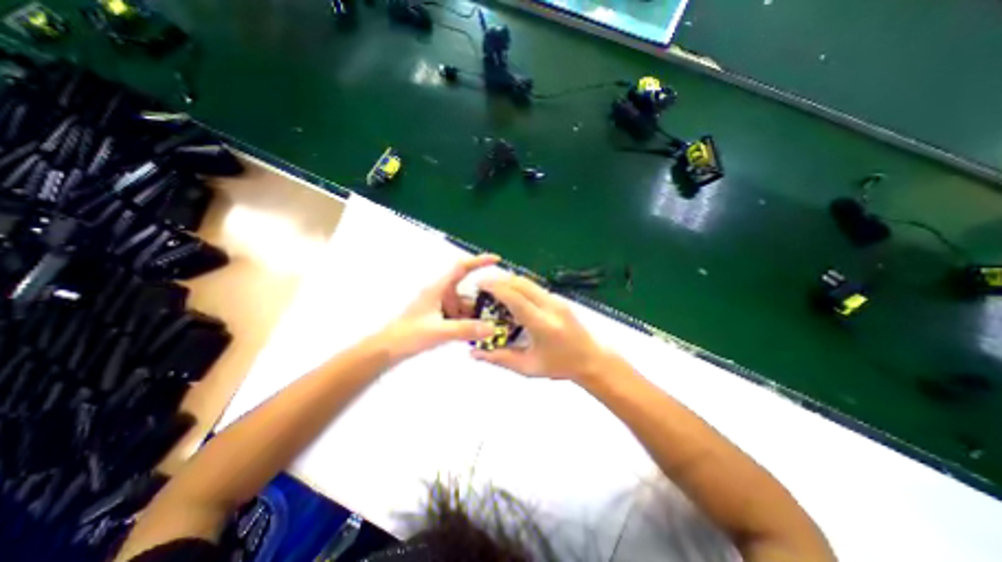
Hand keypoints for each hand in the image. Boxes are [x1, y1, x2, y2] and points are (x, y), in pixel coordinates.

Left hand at [376, 253, 500, 361]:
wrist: (388, 350)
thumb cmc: (408, 335)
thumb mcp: (437, 331)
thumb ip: (464, 329)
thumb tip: (492, 328)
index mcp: (439, 289)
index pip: (461, 268)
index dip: (479, 261)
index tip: (497, 259)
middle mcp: (443, 295)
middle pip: (469, 290)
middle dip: (486, 297)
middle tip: (505, 305)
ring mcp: (443, 308)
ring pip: (467, 306)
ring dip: (480, 313)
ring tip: (498, 322)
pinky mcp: (442, 319)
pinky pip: (462, 317)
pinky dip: (472, 323)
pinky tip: (482, 332)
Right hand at [471, 274, 606, 378]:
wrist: (592, 359)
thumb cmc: (559, 366)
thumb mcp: (528, 367)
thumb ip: (500, 358)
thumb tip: (474, 354)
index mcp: (542, 324)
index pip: (515, 298)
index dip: (495, 288)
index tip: (480, 284)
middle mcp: (550, 306)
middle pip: (521, 283)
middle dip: (500, 280)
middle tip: (483, 286)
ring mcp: (557, 300)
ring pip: (529, 282)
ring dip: (509, 281)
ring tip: (494, 290)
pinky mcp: (559, 299)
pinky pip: (535, 287)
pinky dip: (519, 287)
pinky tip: (512, 297)